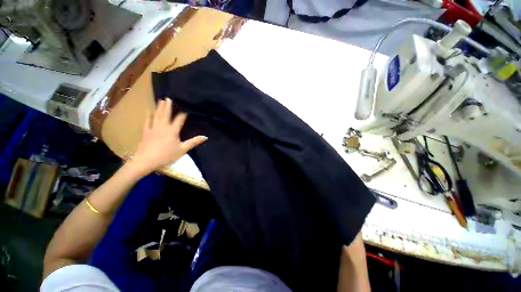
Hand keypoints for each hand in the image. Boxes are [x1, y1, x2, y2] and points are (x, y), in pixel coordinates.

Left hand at [129, 98, 206, 175]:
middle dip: (168, 106)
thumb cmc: (166, 156)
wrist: (145, 161)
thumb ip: (194, 142)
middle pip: (166, 114)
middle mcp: (163, 127)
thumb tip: (205, 137)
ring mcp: (153, 128)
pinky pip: (147, 121)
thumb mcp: (182, 150)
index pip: (180, 119)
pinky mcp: (146, 132)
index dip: (184, 113)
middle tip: (168, 97)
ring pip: (156, 115)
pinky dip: (148, 116)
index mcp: (173, 130)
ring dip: (159, 108)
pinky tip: (148, 111)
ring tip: (160, 100)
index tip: (187, 108)